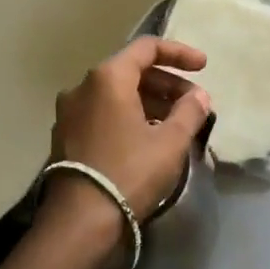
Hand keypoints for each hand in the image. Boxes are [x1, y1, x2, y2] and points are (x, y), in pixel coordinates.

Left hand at [43, 37, 212, 238]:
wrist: (80, 220)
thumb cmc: (130, 172)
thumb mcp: (170, 142)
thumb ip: (189, 112)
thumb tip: (199, 96)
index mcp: (108, 78)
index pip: (146, 48)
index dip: (179, 53)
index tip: (203, 67)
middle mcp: (83, 86)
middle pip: (131, 71)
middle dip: (167, 83)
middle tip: (194, 103)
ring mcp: (70, 112)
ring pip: (117, 94)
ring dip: (150, 101)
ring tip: (177, 122)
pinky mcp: (66, 135)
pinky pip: (104, 113)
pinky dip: (129, 115)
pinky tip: (149, 137)